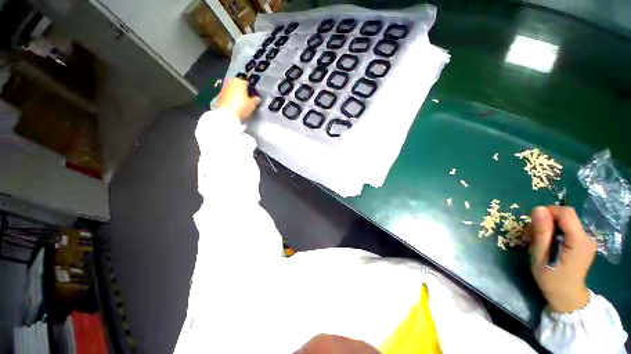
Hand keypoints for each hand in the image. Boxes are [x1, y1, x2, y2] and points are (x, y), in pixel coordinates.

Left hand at [216, 78, 260, 120]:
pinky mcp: (219, 95)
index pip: (248, 83)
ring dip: (237, 95)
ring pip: (233, 90)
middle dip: (243, 91)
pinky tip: (235, 106)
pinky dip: (231, 99)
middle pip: (239, 85)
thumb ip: (256, 100)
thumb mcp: (253, 104)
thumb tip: (257, 98)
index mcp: (240, 81)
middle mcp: (231, 82)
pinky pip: (228, 95)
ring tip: (242, 104)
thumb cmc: (242, 107)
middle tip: (248, 99)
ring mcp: (224, 88)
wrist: (227, 114)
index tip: (254, 96)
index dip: (252, 90)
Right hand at [529, 206, 596, 312]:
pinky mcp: (583, 242)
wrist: (567, 297)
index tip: (533, 223)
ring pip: (565, 222)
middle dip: (546, 221)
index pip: (566, 213)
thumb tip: (538, 209)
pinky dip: (555, 232)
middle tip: (532, 236)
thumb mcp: (540, 257)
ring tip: (539, 242)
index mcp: (579, 241)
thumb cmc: (551, 279)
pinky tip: (548, 244)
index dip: (548, 212)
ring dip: (549, 227)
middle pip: (565, 217)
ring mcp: (587, 240)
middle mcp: (587, 237)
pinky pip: (567, 229)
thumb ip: (541, 232)